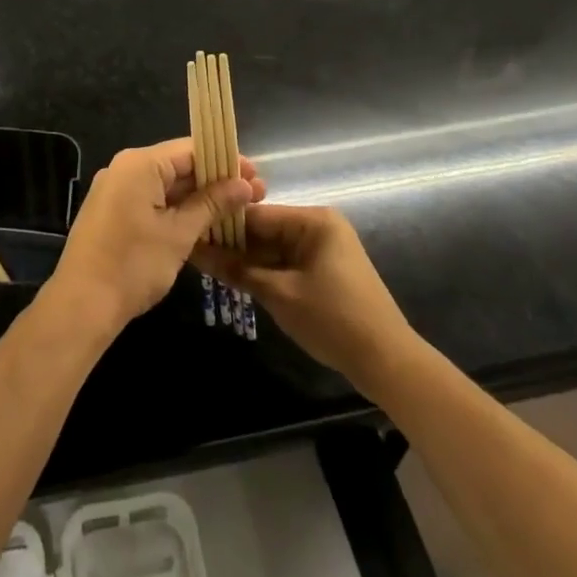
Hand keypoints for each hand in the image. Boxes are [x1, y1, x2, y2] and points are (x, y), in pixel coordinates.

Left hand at [50, 139, 264, 337]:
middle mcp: (124, 169)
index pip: (191, 149)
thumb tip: (244, 184)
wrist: (82, 304)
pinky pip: (151, 200)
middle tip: (254, 196)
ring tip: (235, 211)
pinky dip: (177, 209)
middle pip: (179, 165)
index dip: (225, 161)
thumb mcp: (179, 234)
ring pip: (166, 185)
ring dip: (199, 198)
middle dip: (216, 181)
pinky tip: (204, 224)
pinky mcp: (113, 212)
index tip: (256, 176)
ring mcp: (115, 190)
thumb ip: (212, 204)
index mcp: (139, 164)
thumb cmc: (134, 264)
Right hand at [193, 204, 412, 395]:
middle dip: (232, 244)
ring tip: (206, 267)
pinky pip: (285, 262)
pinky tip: (236, 280)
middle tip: (194, 255)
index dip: (222, 226)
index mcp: (313, 220)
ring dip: (245, 260)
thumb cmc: (333, 319)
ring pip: (272, 248)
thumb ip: (237, 270)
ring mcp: (322, 249)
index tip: (190, 234)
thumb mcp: (279, 294)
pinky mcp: (323, 270)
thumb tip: (196, 251)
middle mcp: (318, 226)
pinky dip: (263, 272)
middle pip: (264, 230)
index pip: (256, 214)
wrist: (387, 362)